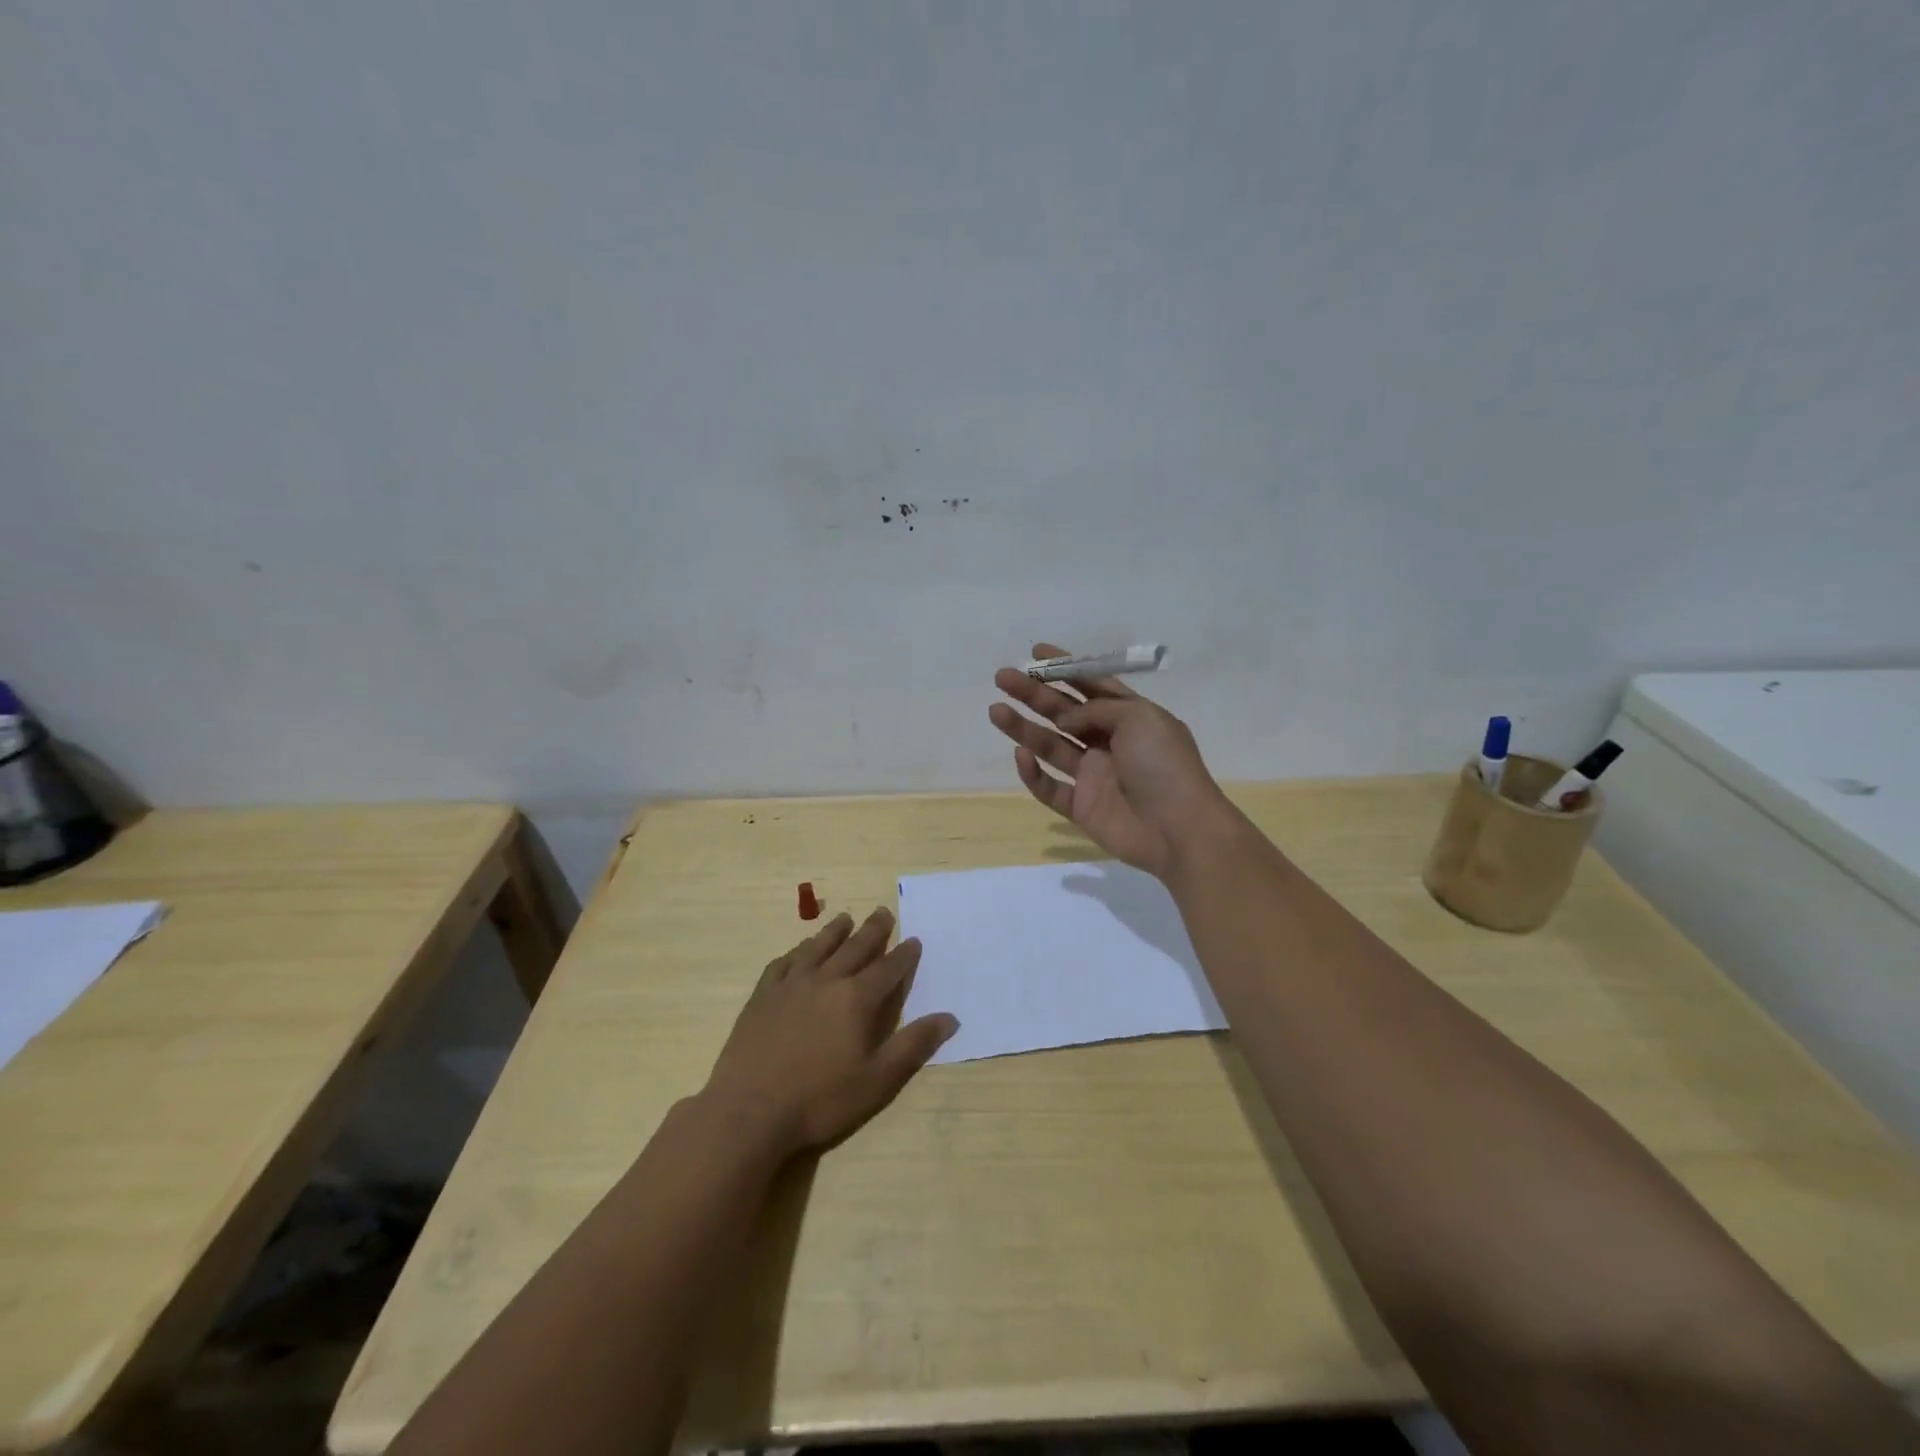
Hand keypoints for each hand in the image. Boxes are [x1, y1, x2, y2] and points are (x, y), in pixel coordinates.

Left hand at [702, 908, 957, 1157]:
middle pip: (854, 947)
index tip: (914, 940)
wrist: (749, 1110)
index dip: (904, 955)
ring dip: (834, 931)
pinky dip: (796, 952)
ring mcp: (790, 985)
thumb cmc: (820, 1100)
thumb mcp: (877, 1080)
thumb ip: (913, 1045)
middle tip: (883, 912)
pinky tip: (798, 951)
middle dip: (873, 930)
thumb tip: (950, 1017)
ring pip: (817, 947)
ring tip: (845, 919)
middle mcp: (826, 980)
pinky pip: (783, 963)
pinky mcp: (762, 996)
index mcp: (856, 999)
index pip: (887, 969)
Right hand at [989, 641, 1235, 876]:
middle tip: (1003, 677)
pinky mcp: (1081, 807)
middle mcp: (1108, 742)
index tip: (1035, 653)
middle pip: (1063, 713)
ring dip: (1023, 728)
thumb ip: (1096, 710)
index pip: (1092, 685)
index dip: (1065, 668)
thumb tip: (1065, 719)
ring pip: (1050, 746)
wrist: (1179, 829)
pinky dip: (1033, 774)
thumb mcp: (1139, 718)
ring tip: (996, 710)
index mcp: (1129, 717)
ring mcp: (1093, 776)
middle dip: (1033, 694)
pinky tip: (1021, 755)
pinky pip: (1050, 788)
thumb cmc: (1164, 765)